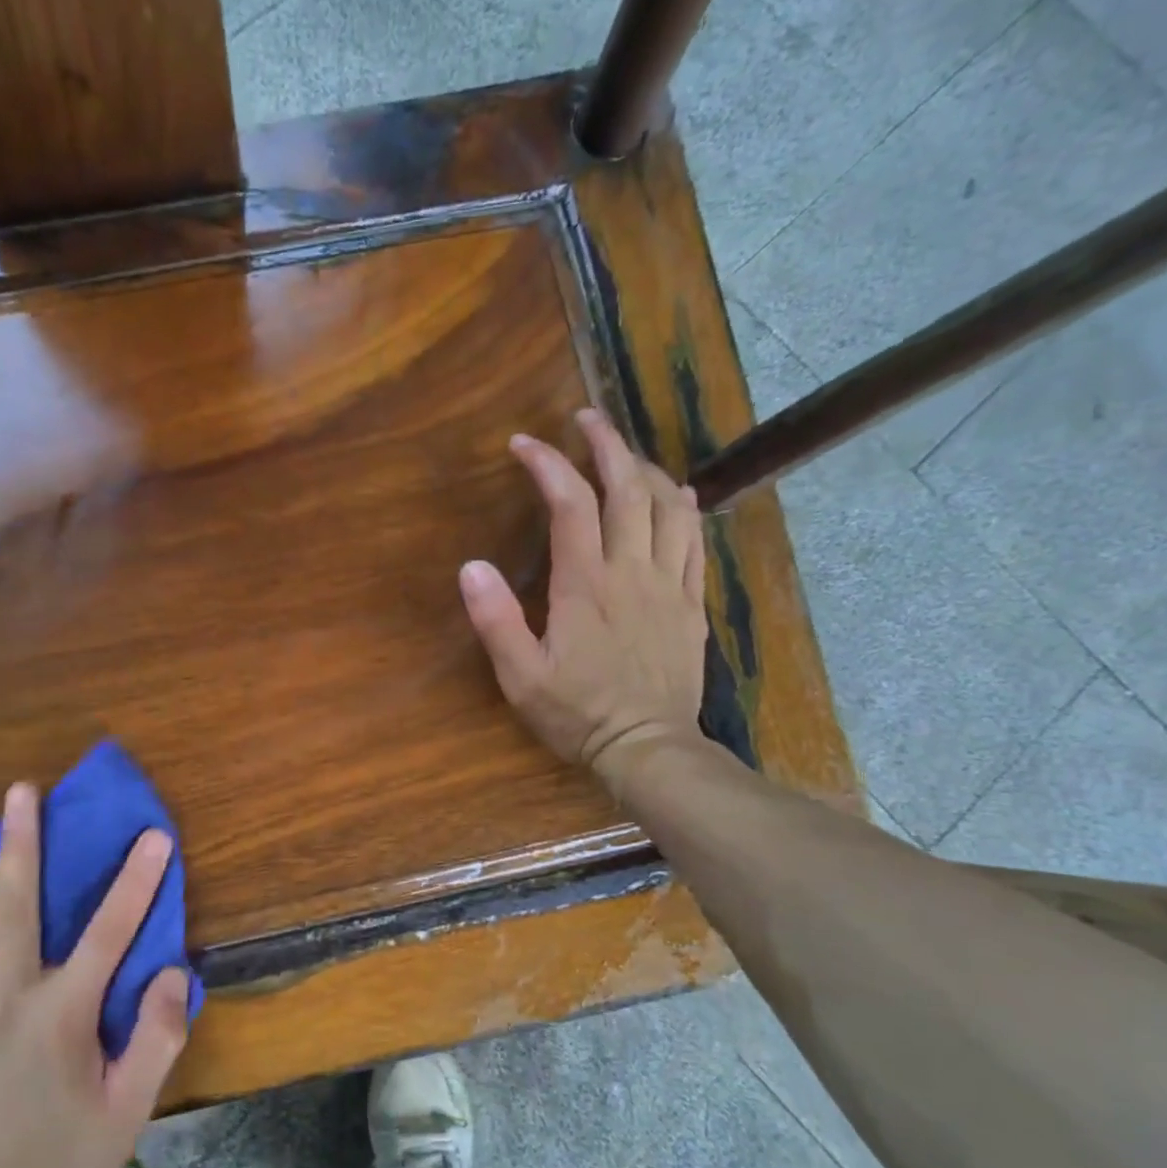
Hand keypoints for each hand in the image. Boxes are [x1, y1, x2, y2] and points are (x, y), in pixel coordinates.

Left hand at [0, 785, 190, 1167]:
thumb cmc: (62, 1160)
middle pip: (15, 907)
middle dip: (20, 844)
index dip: (137, 880)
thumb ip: (155, 1038)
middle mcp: (6, 996)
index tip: (153, 835)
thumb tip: (172, 973)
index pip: (111, 931)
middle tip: (19, 792)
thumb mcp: (129, 1108)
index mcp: (62, 1011)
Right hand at [460, 408, 708, 776]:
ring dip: (646, 469)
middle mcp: (632, 572)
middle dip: (606, 445)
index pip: (571, 504)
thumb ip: (495, 620)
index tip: (524, 443)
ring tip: (625, 453)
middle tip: (585, 419)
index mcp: (586, 585)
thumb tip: (470, 566)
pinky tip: (677, 495)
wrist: (647, 748)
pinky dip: (685, 509)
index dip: (549, 464)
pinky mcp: (691, 605)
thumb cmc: (577, 714)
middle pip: (627, 489)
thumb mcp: (521, 677)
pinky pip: (696, 543)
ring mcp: (669, 585)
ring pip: (668, 508)